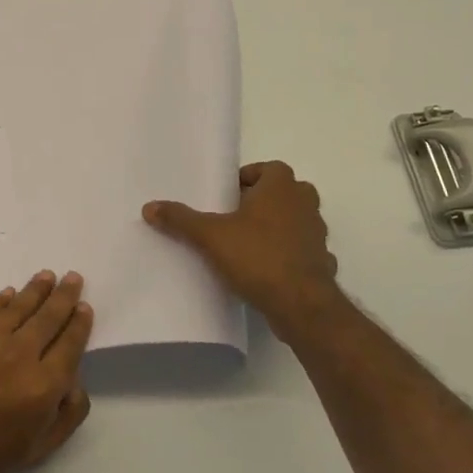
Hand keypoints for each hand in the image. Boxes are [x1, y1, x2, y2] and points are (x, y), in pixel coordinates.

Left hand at [0, 271, 93, 472]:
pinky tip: (8, 294)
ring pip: (19, 304)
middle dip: (64, 295)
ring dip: (36, 289)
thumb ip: (67, 416)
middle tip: (72, 278)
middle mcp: (20, 351)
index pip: (70, 343)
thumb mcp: (37, 450)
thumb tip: (76, 383)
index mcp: (43, 383)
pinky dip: (1, 299)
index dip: (80, 323)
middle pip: (49, 316)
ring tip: (46, 276)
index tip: (84, 307)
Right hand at [143, 161, 340, 331]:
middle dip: (262, 202)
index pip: (268, 168)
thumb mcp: (210, 236)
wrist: (301, 304)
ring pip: (296, 221)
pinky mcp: (323, 262)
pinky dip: (291, 256)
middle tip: (235, 218)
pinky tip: (271, 272)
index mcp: (281, 186)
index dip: (248, 180)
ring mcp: (318, 233)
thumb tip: (149, 207)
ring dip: (278, 227)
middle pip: (283, 193)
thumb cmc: (257, 256)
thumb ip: (181, 219)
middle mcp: (305, 203)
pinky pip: (304, 251)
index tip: (228, 197)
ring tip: (249, 245)